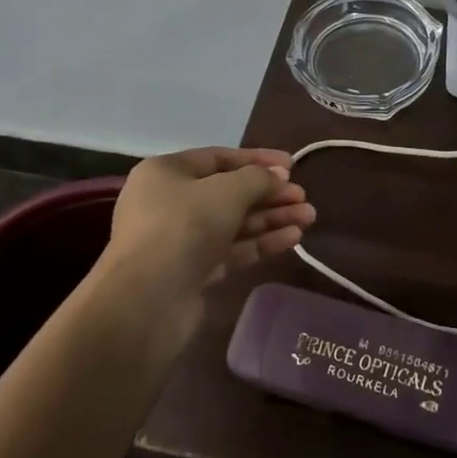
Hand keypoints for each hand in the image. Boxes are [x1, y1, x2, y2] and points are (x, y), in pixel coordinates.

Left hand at [105, 147, 316, 294]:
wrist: (147, 300)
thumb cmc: (184, 227)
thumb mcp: (227, 191)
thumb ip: (258, 178)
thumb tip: (278, 176)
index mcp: (166, 173)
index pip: (219, 158)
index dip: (258, 160)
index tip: (292, 165)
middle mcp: (169, 202)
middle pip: (229, 192)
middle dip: (269, 194)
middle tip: (303, 197)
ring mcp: (180, 240)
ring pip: (233, 222)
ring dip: (271, 218)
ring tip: (309, 217)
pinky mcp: (192, 272)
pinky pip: (231, 249)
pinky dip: (260, 242)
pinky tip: (292, 238)